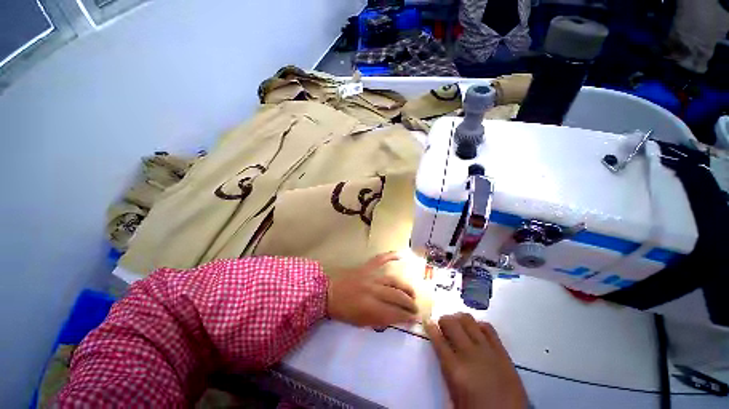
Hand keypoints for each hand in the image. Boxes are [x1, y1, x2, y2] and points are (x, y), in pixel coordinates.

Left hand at [327, 252, 417, 326]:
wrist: (328, 293)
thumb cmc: (343, 310)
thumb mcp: (360, 322)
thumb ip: (378, 320)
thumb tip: (395, 318)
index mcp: (370, 307)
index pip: (394, 312)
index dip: (406, 316)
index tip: (414, 319)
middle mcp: (373, 290)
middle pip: (397, 296)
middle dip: (409, 303)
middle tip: (415, 307)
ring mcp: (370, 276)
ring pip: (393, 280)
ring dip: (405, 287)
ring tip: (412, 293)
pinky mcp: (366, 267)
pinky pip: (380, 259)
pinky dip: (390, 256)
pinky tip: (400, 255)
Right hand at [425, 313, 526, 408]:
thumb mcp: (454, 397)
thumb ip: (447, 372)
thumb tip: (442, 351)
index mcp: (455, 369)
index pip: (438, 340)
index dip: (431, 328)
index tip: (428, 322)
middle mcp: (469, 354)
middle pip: (452, 324)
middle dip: (444, 320)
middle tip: (443, 325)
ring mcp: (487, 351)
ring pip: (469, 321)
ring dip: (459, 319)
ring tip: (458, 324)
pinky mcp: (502, 352)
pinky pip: (488, 328)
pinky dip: (479, 325)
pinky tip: (476, 330)